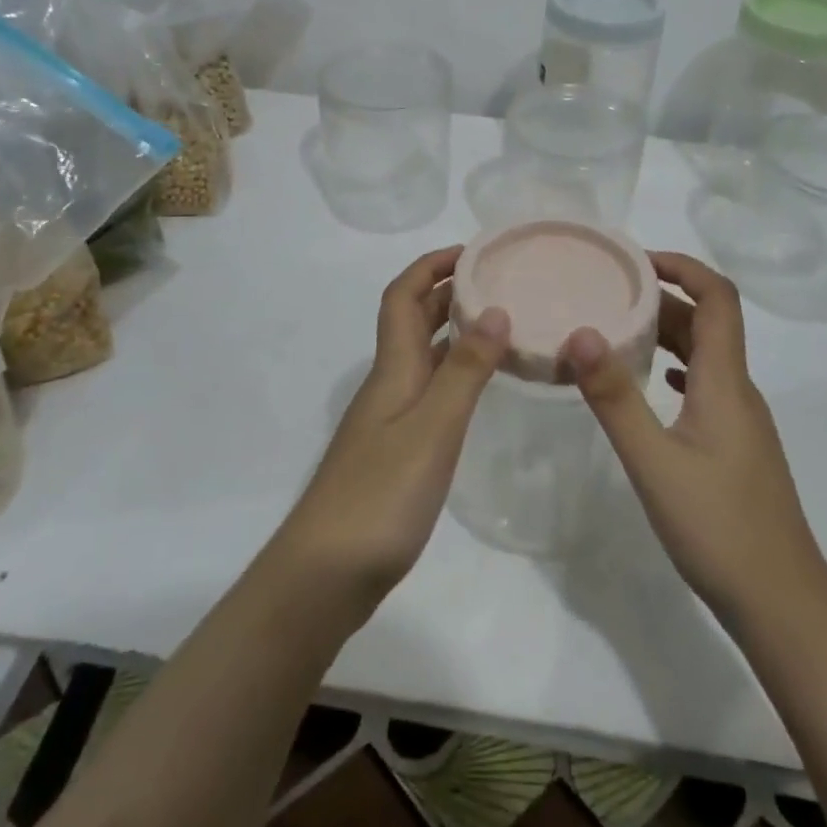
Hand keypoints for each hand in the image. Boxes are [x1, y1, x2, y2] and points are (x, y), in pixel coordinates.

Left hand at [274, 247, 509, 617]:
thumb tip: (494, 308)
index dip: (430, 265)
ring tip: (501, 322)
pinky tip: (480, 386)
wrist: (325, 575)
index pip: (402, 296)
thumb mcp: (434, 428)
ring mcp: (390, 419)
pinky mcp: (396, 450)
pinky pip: (430, 389)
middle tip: (498, 280)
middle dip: (448, 290)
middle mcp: (389, 383)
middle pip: (413, 320)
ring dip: (455, 330)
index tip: (472, 251)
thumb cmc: (381, 496)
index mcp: (393, 369)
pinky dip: (456, 372)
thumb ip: (466, 370)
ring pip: (423, 355)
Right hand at [562, 252, 826, 632]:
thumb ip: (615, 397)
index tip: (636, 259)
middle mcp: (739, 390)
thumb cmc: (718, 528)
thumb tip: (580, 333)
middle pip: (707, 322)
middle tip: (607, 293)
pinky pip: (704, 385)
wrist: (782, 604)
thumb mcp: (654, 461)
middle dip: (661, 298)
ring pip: (704, 356)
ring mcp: (741, 420)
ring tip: (616, 330)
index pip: (718, 297)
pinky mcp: (736, 446)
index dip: (684, 266)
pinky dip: (674, 368)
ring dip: (665, 334)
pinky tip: (650, 383)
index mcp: (725, 381)